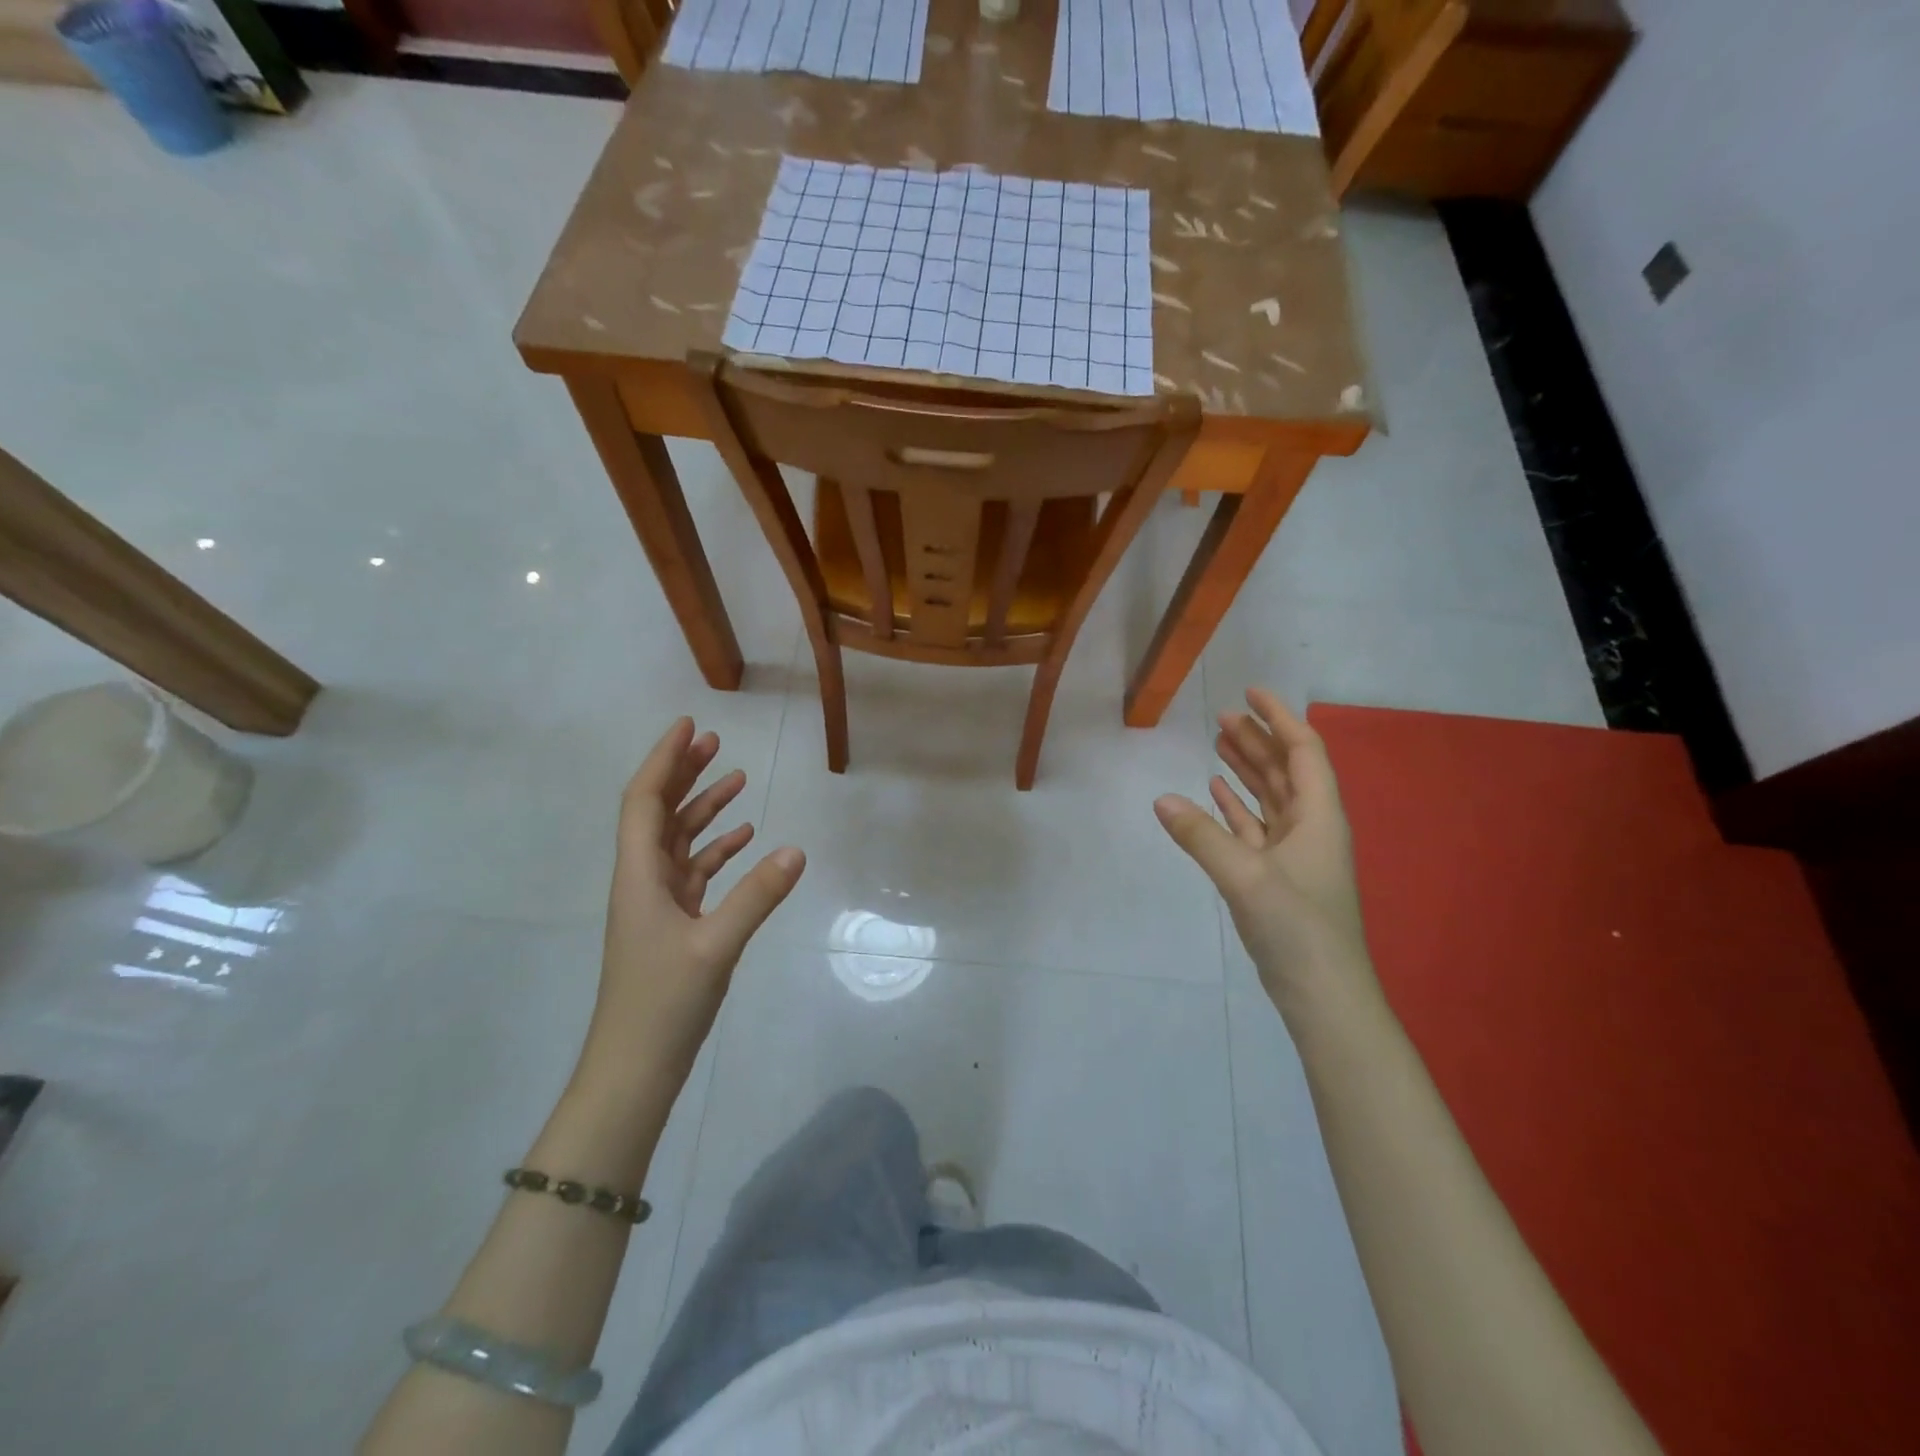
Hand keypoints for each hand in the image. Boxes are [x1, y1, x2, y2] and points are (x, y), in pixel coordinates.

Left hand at [580, 718, 804, 1093]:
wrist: (635, 1068)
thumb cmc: (663, 1003)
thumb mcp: (716, 946)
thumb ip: (757, 896)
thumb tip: (797, 850)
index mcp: (639, 876)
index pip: (644, 801)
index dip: (664, 761)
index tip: (689, 727)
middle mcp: (643, 881)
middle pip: (659, 814)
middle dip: (684, 775)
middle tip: (716, 744)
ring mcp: (657, 904)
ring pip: (679, 842)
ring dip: (704, 810)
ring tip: (738, 780)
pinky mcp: (674, 925)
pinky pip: (695, 873)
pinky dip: (717, 852)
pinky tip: (746, 840)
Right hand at [1154, 689, 1373, 1010]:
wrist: (1322, 994)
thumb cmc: (1297, 927)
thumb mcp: (1245, 876)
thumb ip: (1201, 835)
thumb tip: (1160, 799)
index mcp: (1318, 816)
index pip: (1303, 750)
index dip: (1278, 717)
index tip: (1249, 692)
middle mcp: (1310, 827)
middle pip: (1284, 769)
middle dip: (1257, 739)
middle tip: (1221, 715)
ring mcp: (1293, 854)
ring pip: (1268, 797)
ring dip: (1245, 769)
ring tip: (1217, 742)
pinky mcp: (1275, 877)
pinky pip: (1254, 828)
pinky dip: (1235, 807)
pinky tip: (1213, 794)